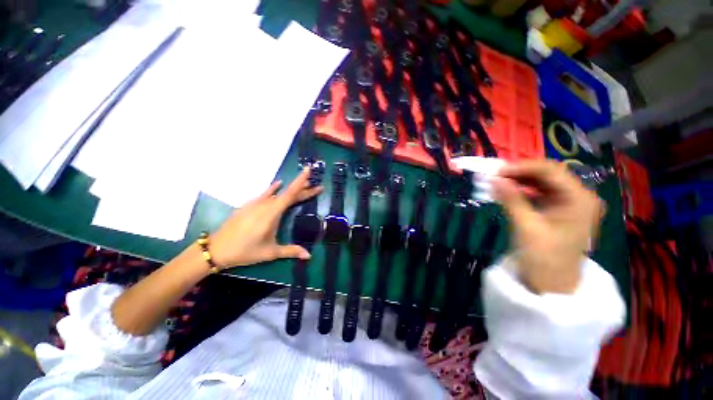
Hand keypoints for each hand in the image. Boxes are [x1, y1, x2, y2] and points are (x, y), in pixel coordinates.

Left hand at [209, 167, 322, 268]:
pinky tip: (278, 184)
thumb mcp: (270, 252)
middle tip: (317, 187)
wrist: (216, 249)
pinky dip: (274, 189)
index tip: (308, 170)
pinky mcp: (249, 205)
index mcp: (272, 213)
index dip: (300, 181)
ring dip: (292, 189)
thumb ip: (291, 251)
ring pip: (278, 193)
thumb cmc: (246, 251)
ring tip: (304, 185)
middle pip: (288, 193)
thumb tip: (309, 256)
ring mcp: (256, 203)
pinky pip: (266, 194)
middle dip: (304, 189)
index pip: (290, 194)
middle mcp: (265, 204)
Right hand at [493, 161, 603, 293]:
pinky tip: (507, 191)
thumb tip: (493, 178)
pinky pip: (538, 193)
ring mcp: (569, 203)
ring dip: (519, 180)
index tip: (497, 170)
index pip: (550, 171)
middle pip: (547, 174)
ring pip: (541, 182)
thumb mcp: (526, 227)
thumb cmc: (544, 259)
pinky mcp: (558, 211)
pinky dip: (521, 191)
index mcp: (580, 199)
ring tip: (497, 182)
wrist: (551, 286)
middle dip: (520, 172)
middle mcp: (578, 197)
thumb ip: (511, 200)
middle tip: (494, 175)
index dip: (522, 167)